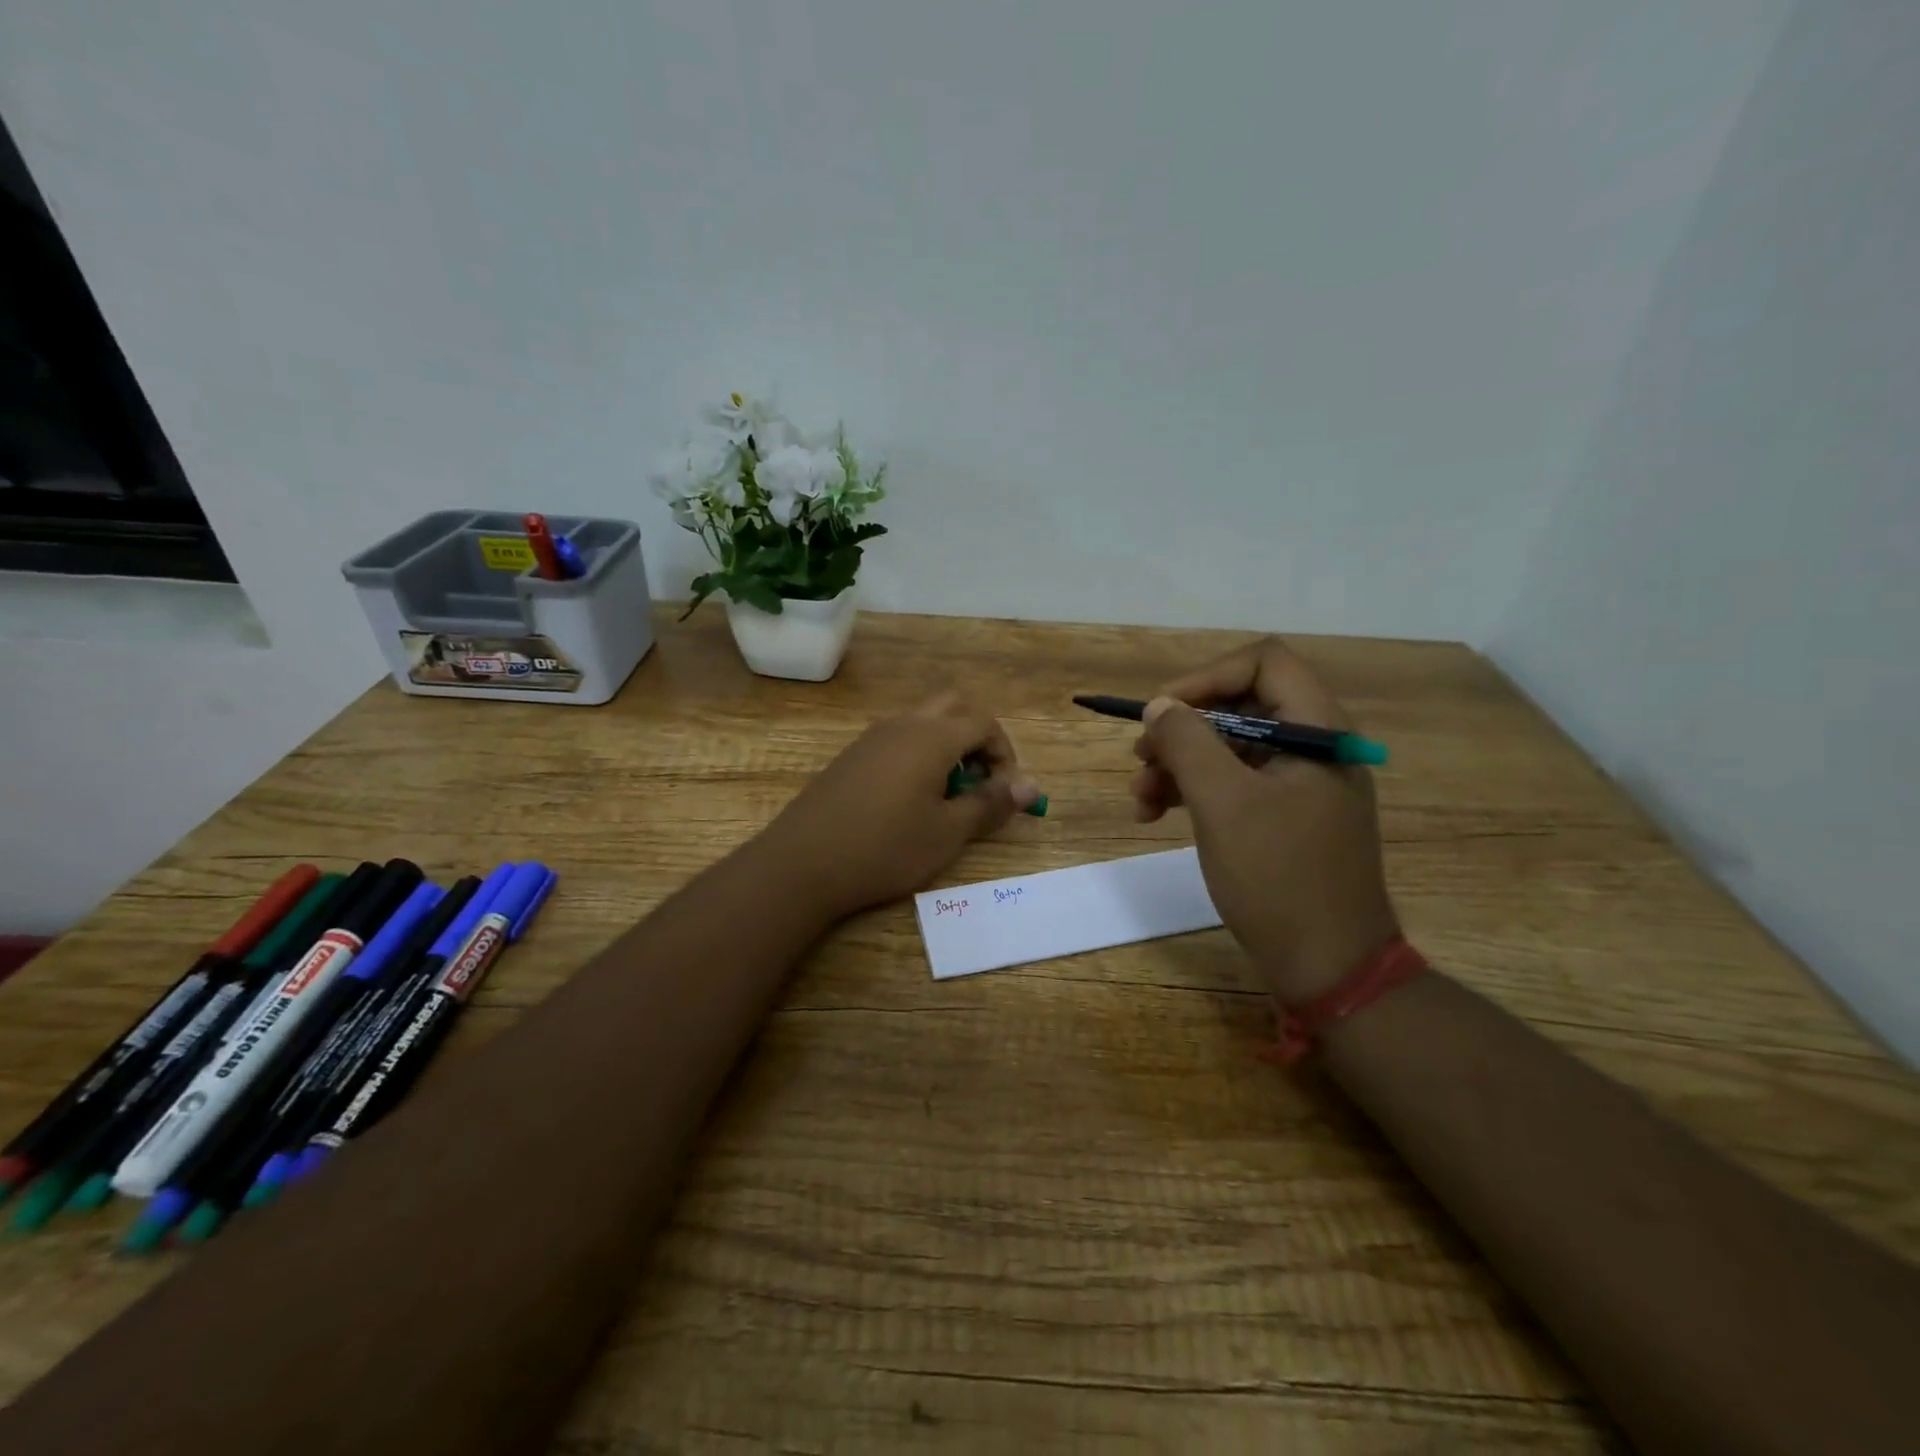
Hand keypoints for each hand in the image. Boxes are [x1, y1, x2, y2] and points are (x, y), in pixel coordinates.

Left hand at [766, 693, 1042, 916]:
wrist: (803, 863)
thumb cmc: (885, 848)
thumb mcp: (948, 833)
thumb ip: (991, 803)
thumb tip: (1031, 785)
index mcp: (932, 736)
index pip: (984, 723)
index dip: (1005, 753)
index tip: (1004, 792)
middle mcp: (903, 724)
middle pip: (954, 707)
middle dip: (977, 738)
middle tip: (979, 781)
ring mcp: (872, 737)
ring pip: (923, 721)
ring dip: (946, 745)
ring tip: (946, 794)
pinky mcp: (851, 755)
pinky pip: (897, 738)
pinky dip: (918, 754)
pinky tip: (908, 799)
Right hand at [1131, 638, 1398, 1003]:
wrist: (1329, 967)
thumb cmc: (1279, 879)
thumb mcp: (1223, 804)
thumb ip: (1187, 743)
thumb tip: (1159, 706)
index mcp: (1318, 731)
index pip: (1264, 663)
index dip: (1206, 678)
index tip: (1161, 713)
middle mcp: (1314, 746)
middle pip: (1240, 705)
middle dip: (1183, 729)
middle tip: (1140, 759)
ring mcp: (1301, 783)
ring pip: (1230, 746)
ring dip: (1179, 764)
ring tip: (1139, 798)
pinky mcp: (1286, 815)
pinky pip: (1235, 782)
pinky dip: (1195, 791)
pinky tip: (1156, 814)